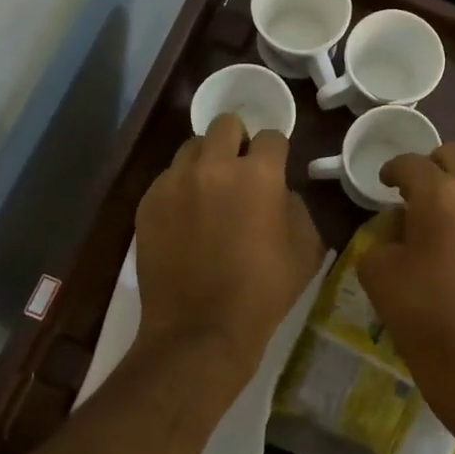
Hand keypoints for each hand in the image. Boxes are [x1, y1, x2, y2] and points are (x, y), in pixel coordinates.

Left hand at [134, 113, 325, 383]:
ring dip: (206, 161)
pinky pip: (167, 178)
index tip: (275, 168)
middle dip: (238, 140)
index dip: (276, 152)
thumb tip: (280, 192)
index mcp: (259, 174)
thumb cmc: (264, 292)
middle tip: (240, 170)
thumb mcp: (307, 249)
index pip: (271, 136)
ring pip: (192, 148)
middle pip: (226, 124)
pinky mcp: (148, 202)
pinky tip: (185, 218)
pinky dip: (180, 188)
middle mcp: (214, 166)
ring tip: (209, 191)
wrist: (201, 329)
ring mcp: (174, 182)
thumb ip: (297, 206)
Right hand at [359, 143, 454, 429]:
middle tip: (420, 192)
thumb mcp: (379, 272)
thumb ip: (382, 234)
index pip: (409, 164)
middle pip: (452, 153)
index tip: (386, 183)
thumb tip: (400, 222)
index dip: (392, 170)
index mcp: (437, 195)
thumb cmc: (424, 316)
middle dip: (431, 167)